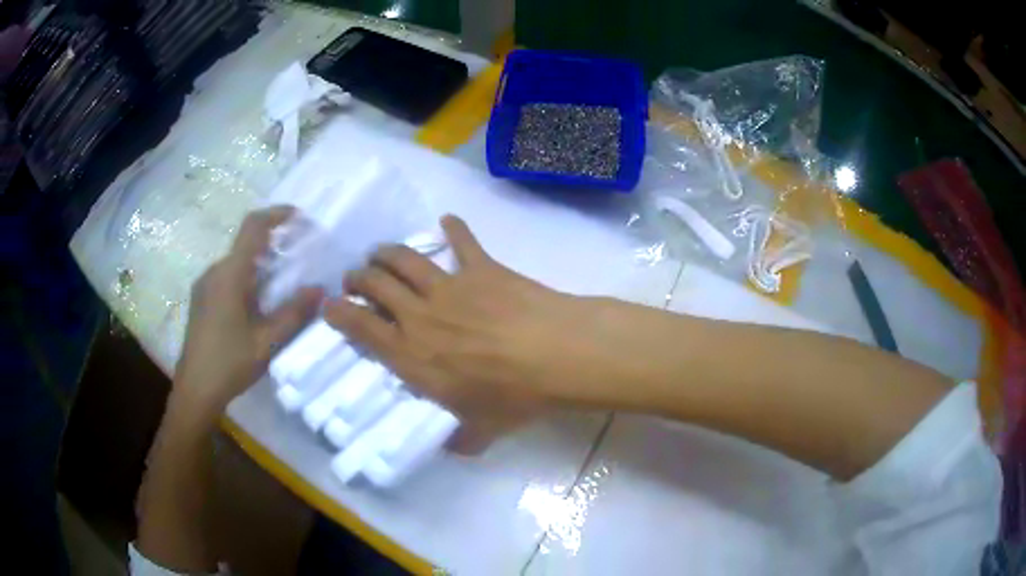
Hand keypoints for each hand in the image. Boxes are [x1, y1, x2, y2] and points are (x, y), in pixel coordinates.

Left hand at [174, 206, 321, 418]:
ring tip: (283, 282)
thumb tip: (320, 289)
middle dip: (273, 242)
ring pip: (236, 261)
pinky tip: (258, 302)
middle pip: (245, 243)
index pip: (253, 227)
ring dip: (260, 262)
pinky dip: (247, 276)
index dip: (276, 214)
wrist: (196, 390)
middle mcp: (214, 271)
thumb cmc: (230, 363)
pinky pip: (227, 276)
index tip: (299, 216)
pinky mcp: (202, 299)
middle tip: (299, 255)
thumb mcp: (267, 341)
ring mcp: (205, 285)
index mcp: (229, 275)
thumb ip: (294, 313)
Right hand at [324, 215, 595, 452]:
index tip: (329, 305)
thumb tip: (455, 449)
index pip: (361, 327)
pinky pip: (462, 240)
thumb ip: (462, 440)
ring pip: (405, 258)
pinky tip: (448, 220)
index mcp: (412, 355)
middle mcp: (420, 315)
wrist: (556, 355)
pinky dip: (454, 228)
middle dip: (358, 277)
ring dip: (386, 252)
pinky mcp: (481, 267)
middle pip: (376, 284)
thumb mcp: (482, 430)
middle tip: (356, 278)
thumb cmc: (514, 397)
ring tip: (380, 253)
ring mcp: (450, 286)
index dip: (339, 313)